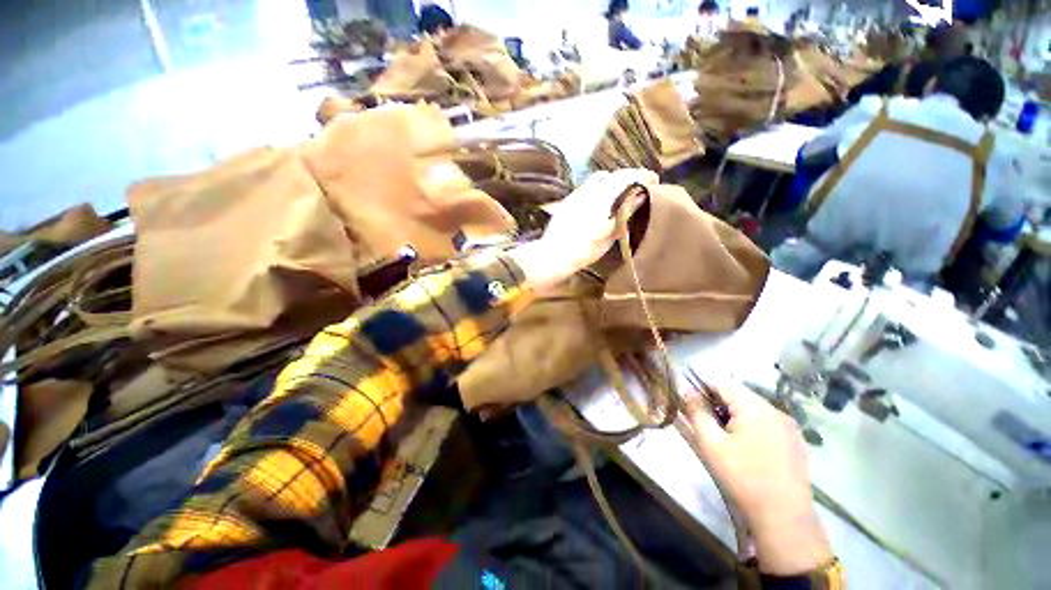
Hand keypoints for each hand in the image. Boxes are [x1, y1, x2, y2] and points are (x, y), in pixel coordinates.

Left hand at [509, 169, 656, 290]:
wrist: (553, 254)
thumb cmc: (585, 249)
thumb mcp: (610, 234)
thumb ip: (625, 212)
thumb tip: (640, 196)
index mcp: (602, 197)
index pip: (626, 177)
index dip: (642, 175)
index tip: (655, 179)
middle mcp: (589, 190)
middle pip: (614, 174)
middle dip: (630, 176)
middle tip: (644, 183)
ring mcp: (578, 193)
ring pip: (600, 177)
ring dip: (615, 179)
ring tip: (626, 189)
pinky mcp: (570, 199)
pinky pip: (590, 185)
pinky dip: (603, 186)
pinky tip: (607, 198)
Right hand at [684, 380, 832, 575]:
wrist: (781, 508)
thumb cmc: (743, 478)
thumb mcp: (713, 449)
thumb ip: (698, 417)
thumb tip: (687, 392)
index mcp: (752, 404)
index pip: (723, 382)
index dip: (703, 388)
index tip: (688, 405)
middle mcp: (773, 407)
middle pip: (742, 398)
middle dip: (722, 409)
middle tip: (707, 434)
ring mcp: (789, 423)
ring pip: (758, 414)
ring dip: (741, 423)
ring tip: (730, 450)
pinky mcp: (797, 441)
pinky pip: (772, 429)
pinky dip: (758, 435)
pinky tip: (754, 460)